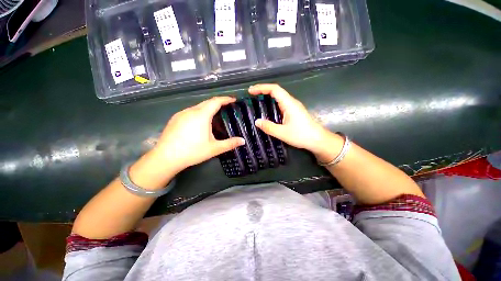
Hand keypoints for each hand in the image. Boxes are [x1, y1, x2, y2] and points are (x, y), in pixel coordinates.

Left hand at [153, 96, 244, 172]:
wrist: (165, 157)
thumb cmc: (192, 151)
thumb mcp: (214, 148)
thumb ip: (230, 143)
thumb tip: (243, 141)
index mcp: (201, 115)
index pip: (216, 101)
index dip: (226, 99)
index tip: (233, 99)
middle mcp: (191, 111)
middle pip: (207, 102)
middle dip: (218, 102)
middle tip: (227, 107)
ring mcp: (181, 114)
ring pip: (198, 106)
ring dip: (208, 107)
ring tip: (215, 115)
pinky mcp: (175, 119)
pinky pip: (191, 111)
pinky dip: (199, 112)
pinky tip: (200, 122)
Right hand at [248, 84, 342, 161]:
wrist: (318, 140)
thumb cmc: (302, 135)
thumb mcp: (282, 133)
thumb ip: (269, 127)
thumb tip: (256, 121)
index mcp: (289, 104)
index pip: (274, 89)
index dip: (262, 88)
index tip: (251, 91)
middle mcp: (291, 102)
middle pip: (276, 91)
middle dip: (263, 91)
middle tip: (251, 96)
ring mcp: (293, 107)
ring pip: (279, 97)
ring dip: (267, 97)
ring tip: (256, 101)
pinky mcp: (294, 112)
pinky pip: (281, 104)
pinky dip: (272, 104)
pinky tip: (268, 111)